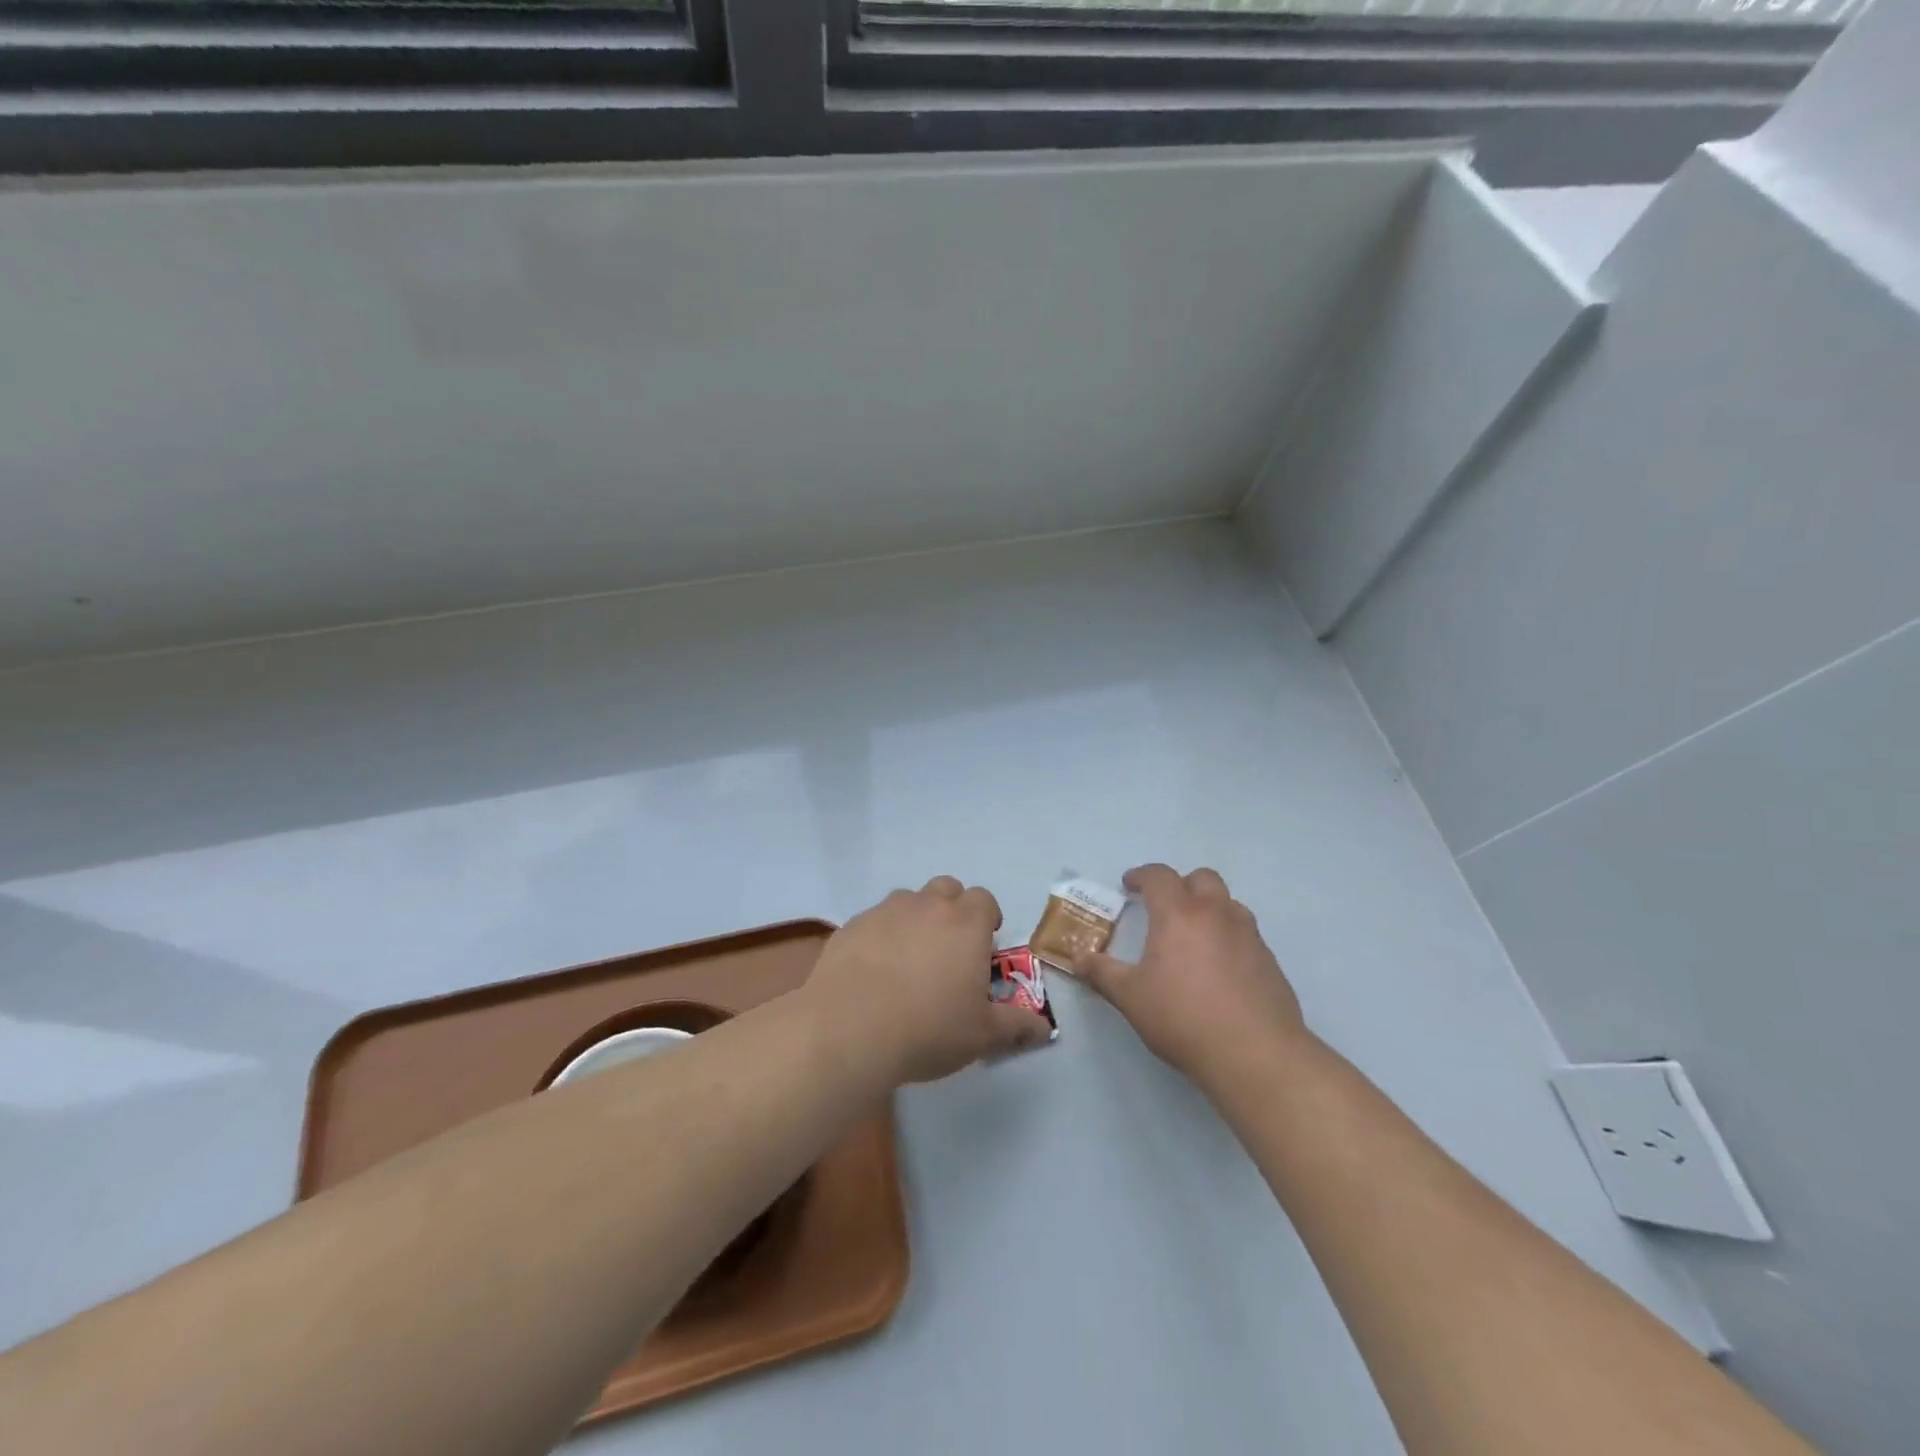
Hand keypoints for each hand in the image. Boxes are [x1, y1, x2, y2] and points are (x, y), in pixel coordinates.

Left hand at [807, 877, 1053, 1086]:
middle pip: (947, 888)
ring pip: (907, 900)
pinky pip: (874, 920)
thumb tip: (1043, 1027)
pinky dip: (880, 936)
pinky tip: (873, 971)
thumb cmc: (928, 1028)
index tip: (984, 946)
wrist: (850, 1028)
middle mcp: (927, 906)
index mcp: (965, 923)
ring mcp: (885, 911)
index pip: (984, 899)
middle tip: (949, 949)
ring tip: (909, 959)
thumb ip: (1015, 1026)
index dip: (987, 918)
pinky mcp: (851, 926)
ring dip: (915, 919)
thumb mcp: (981, 1035)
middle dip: (952, 909)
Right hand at [1074, 863, 1308, 1089]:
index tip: (1128, 885)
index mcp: (1179, 914)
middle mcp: (1216, 914)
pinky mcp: (1270, 962)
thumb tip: (1077, 957)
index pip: (1159, 876)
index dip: (1141, 875)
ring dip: (1209, 908)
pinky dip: (1229, 937)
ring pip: (1229, 904)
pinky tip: (1220, 970)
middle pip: (1202, 878)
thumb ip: (1102, 972)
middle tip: (1164, 907)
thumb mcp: (1130, 997)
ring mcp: (1249, 936)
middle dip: (1180, 884)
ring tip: (1193, 936)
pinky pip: (1246, 934)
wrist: (1256, 1055)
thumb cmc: (1183, 1018)